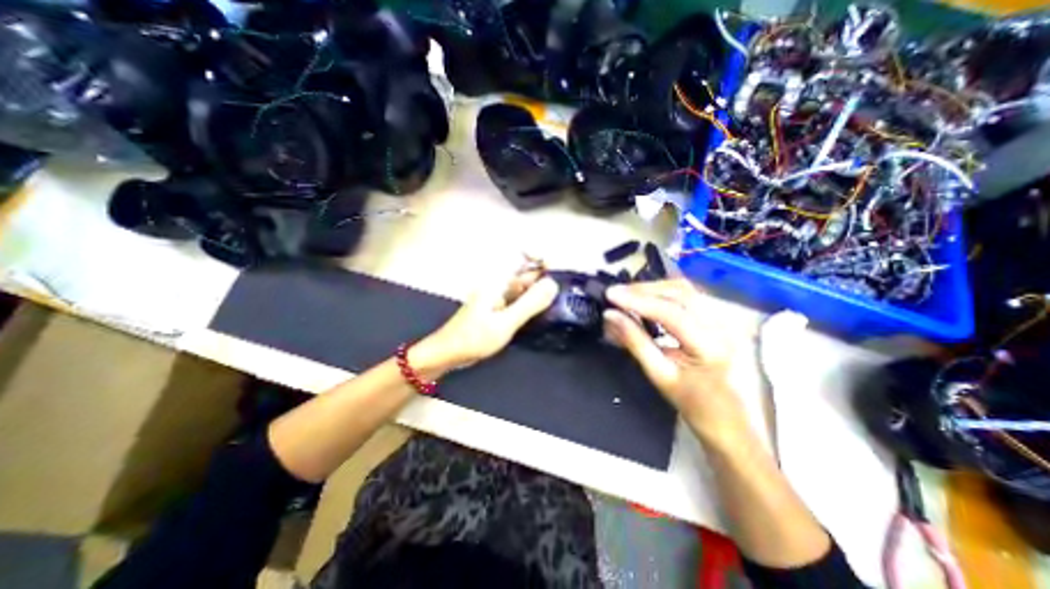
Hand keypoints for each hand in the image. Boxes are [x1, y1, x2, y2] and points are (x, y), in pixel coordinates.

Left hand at [413, 264, 561, 372]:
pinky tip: (541, 314)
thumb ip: (529, 303)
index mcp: (498, 281)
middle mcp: (499, 285)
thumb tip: (553, 283)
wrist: (448, 353)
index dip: (540, 258)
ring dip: (539, 293)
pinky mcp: (498, 310)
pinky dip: (530, 304)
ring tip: (557, 303)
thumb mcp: (505, 323)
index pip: (522, 258)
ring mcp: (498, 297)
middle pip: (526, 274)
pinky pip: (519, 301)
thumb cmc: (473, 338)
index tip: (556, 271)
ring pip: (524, 289)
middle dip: (544, 280)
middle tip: (564, 293)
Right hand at [607, 277, 745, 441]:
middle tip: (615, 293)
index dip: (637, 300)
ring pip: (686, 290)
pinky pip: (692, 296)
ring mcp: (730, 318)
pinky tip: (650, 299)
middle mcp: (727, 325)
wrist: (735, 424)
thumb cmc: (696, 406)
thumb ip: (634, 341)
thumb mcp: (660, 376)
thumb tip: (610, 316)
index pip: (670, 312)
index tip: (610, 294)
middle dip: (643, 290)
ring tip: (628, 295)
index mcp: (712, 346)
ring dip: (654, 289)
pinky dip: (667, 294)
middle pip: (680, 293)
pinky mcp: (727, 317)